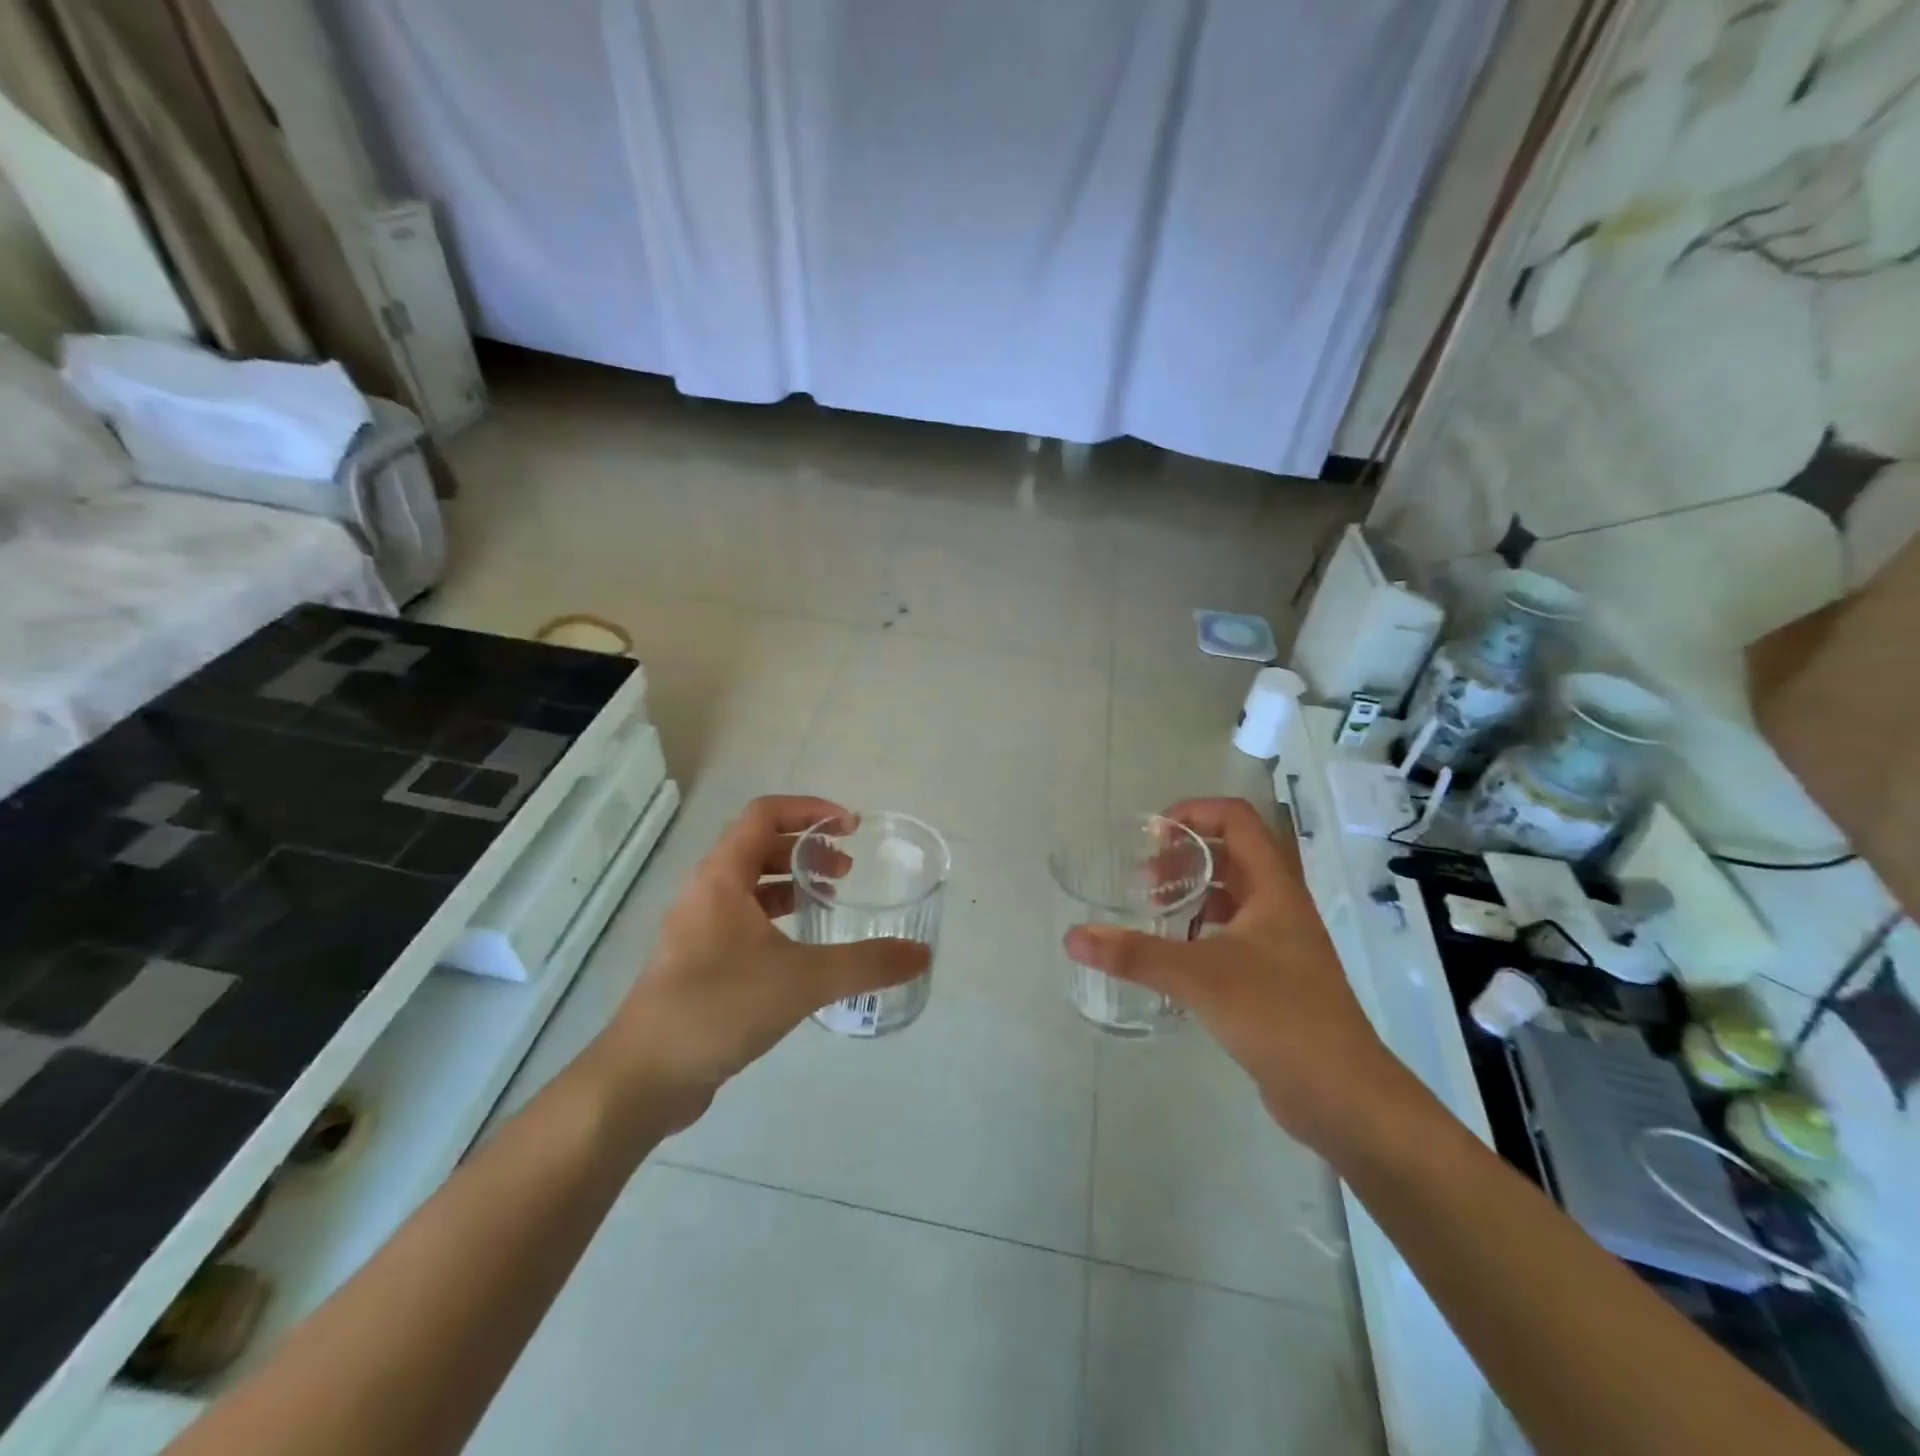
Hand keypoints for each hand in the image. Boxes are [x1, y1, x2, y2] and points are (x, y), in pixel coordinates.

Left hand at [594, 796, 929, 1130]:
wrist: (644, 1077)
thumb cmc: (720, 1008)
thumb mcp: (803, 980)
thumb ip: (867, 964)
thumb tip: (921, 955)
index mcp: (721, 876)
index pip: (765, 814)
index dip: (810, 809)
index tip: (850, 828)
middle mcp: (706, 892)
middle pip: (758, 845)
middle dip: (807, 848)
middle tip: (848, 870)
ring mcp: (697, 928)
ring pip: (749, 883)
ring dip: (792, 881)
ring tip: (832, 899)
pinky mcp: (698, 961)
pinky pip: (743, 918)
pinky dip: (776, 916)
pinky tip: (803, 947)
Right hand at [1063, 797, 1402, 1148]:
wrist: (1343, 1095)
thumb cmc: (1276, 1015)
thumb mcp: (1198, 976)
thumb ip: (1134, 953)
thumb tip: (1073, 937)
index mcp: (1274, 888)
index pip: (1237, 820)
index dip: (1195, 813)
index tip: (1153, 835)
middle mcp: (1282, 907)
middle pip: (1234, 855)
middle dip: (1187, 856)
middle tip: (1145, 880)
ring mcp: (1283, 945)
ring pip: (1235, 898)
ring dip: (1195, 894)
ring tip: (1154, 913)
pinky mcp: (1277, 979)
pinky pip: (1235, 936)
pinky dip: (1202, 933)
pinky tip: (1175, 957)